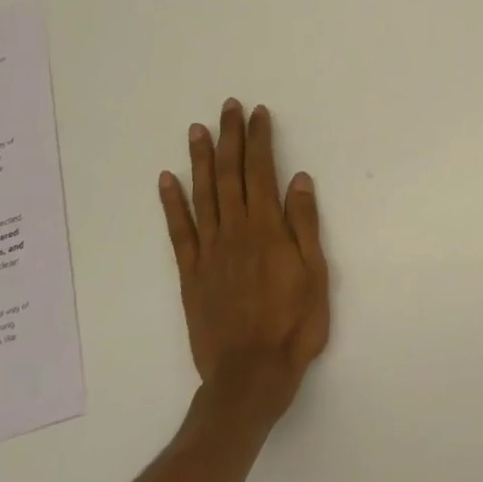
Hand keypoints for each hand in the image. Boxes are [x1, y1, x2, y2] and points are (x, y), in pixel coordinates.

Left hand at [158, 100, 329, 418]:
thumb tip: (299, 180)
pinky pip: (178, 230)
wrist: (250, 374)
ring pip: (202, 194)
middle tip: (228, 107)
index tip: (258, 114)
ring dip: (200, 159)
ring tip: (198, 130)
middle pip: (230, 175)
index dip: (259, 140)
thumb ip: (305, 225)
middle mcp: (235, 231)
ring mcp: (209, 251)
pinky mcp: (191, 272)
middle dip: (230, 138)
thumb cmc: (294, 324)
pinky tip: (167, 180)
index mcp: (268, 230)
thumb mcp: (316, 274)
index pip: (262, 173)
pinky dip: (171, 202)